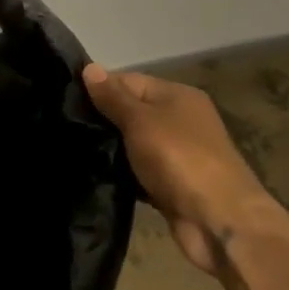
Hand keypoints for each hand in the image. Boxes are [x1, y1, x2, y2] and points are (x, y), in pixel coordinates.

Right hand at [83, 64, 278, 276]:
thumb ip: (112, 96)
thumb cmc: (179, 159)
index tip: (68, 103)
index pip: (128, 80)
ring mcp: (179, 154)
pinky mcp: (173, 184)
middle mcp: (181, 120)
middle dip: (103, 120)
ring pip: (133, 143)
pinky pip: (140, 170)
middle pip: (131, 111)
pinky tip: (98, 174)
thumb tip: (89, 67)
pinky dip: (124, 173)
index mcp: (178, 96)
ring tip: (75, 149)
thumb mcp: (140, 120)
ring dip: (112, 149)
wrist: (220, 222)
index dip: (100, 89)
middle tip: (68, 127)